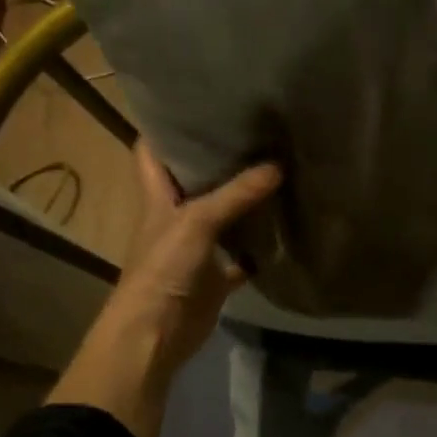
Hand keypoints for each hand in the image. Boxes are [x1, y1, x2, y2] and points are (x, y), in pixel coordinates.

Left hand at [47, 144, 280, 436]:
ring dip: (244, 198)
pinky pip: (243, 254)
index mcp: (157, 196)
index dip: (165, 126)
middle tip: (254, 130)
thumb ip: (236, 194)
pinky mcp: (216, 274)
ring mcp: (197, 246)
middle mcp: (175, 215)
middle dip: (218, 157)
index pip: (151, 151)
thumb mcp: (197, 222)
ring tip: (276, 165)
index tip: (195, 103)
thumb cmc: (163, 268)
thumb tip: (278, 165)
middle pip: (194, 179)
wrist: (156, 333)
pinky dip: (260, 244)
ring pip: (222, 214)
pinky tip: (285, 225)